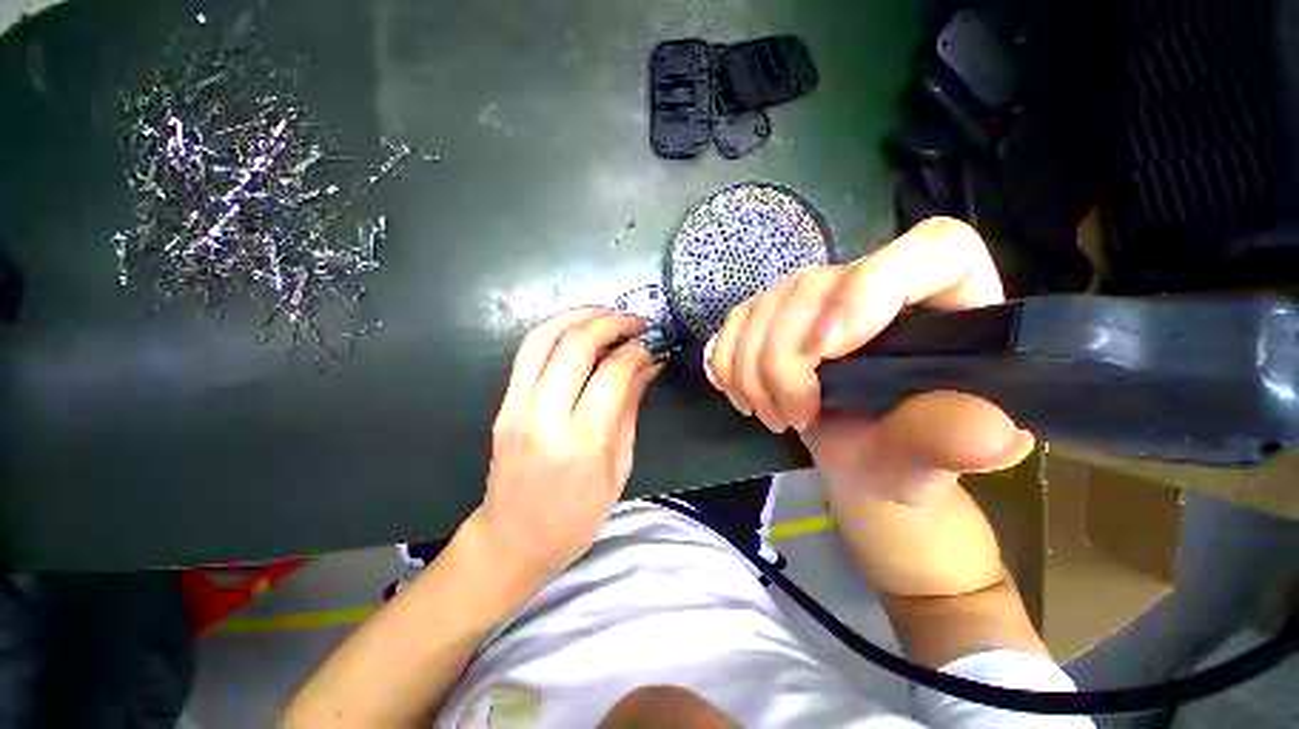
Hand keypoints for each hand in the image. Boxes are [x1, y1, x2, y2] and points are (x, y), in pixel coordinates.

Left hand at [471, 308, 661, 582]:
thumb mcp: (619, 468)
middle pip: (575, 344)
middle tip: (633, 321)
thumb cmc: (576, 516)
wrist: (513, 540)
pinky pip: (527, 352)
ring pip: (543, 337)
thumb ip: (630, 409)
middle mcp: (546, 416)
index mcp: (583, 441)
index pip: (612, 373)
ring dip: (577, 315)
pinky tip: (577, 330)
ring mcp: (517, 407)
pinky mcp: (503, 404)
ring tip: (605, 313)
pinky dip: (555, 330)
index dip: (635, 352)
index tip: (649, 349)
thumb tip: (647, 367)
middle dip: (610, 322)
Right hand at [707, 217, 1034, 504]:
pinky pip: (735, 323)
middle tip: (793, 418)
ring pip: (764, 307)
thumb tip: (987, 430)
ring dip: (751, 371)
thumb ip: (951, 441)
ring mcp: (815, 298)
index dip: (868, 289)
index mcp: (945, 306)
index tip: (825, 351)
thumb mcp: (930, 460)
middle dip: (785, 364)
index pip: (933, 250)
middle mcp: (875, 284)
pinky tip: (743, 394)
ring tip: (772, 416)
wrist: (856, 461)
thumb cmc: (901, 458)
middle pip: (814, 286)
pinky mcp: (772, 315)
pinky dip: (728, 363)